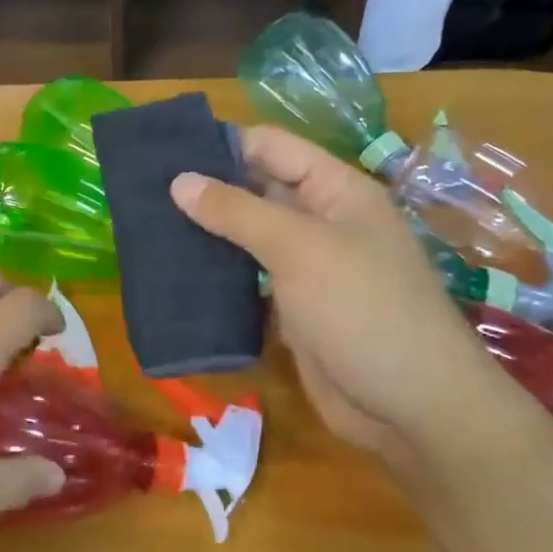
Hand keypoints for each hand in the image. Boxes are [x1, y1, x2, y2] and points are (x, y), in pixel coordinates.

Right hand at [171, 125, 502, 455]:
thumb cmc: (362, 310)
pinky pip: (247, 282)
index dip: (222, 144)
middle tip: (142, 193)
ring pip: (247, 239)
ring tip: (146, 230)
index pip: (271, 148)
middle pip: (256, 191)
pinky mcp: (291, 309)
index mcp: (336, 191)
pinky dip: (216, 278)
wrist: (411, 407)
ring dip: (206, 235)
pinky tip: (174, 276)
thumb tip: (179, 180)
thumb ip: (237, 211)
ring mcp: (306, 269)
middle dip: (206, 190)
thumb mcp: (299, 248)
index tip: (164, 154)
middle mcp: (321, 222)